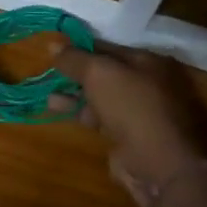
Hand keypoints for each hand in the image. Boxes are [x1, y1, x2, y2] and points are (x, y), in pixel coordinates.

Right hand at [55, 44, 206, 206]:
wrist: (158, 162)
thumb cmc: (132, 106)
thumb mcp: (99, 73)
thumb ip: (75, 59)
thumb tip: (52, 44)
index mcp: (147, 61)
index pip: (108, 48)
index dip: (80, 47)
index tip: (54, 48)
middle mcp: (146, 83)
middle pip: (104, 72)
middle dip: (76, 71)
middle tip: (49, 71)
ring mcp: (138, 111)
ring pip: (100, 96)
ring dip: (74, 93)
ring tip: (47, 91)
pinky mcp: (127, 135)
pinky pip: (98, 116)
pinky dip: (79, 111)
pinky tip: (58, 109)